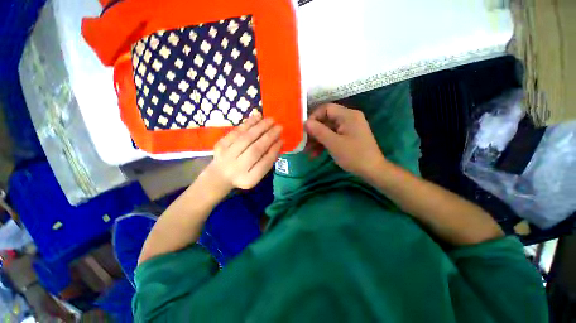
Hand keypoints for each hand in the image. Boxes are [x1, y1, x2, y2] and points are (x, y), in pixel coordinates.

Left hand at [204, 114, 282, 192]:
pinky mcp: (221, 145)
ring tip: (270, 120)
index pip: (264, 163)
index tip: (282, 140)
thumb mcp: (257, 175)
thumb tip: (278, 143)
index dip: (274, 150)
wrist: (219, 176)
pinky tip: (257, 117)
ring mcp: (227, 155)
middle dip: (269, 136)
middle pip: (255, 150)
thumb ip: (267, 161)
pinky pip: (236, 132)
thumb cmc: (243, 174)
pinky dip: (248, 123)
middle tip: (279, 127)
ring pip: (245, 138)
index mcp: (249, 178)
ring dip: (259, 127)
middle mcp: (237, 168)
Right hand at [305, 103, 385, 177]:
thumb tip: (305, 122)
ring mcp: (349, 128)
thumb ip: (319, 131)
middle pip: (326, 120)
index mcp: (348, 115)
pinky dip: (324, 144)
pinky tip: (315, 154)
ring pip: (328, 130)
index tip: (305, 129)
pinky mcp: (348, 137)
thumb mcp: (334, 143)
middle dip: (314, 131)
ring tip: (307, 151)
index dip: (314, 117)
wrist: (372, 170)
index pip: (326, 108)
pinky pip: (333, 136)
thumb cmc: (354, 155)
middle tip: (304, 142)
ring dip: (317, 140)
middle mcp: (349, 118)